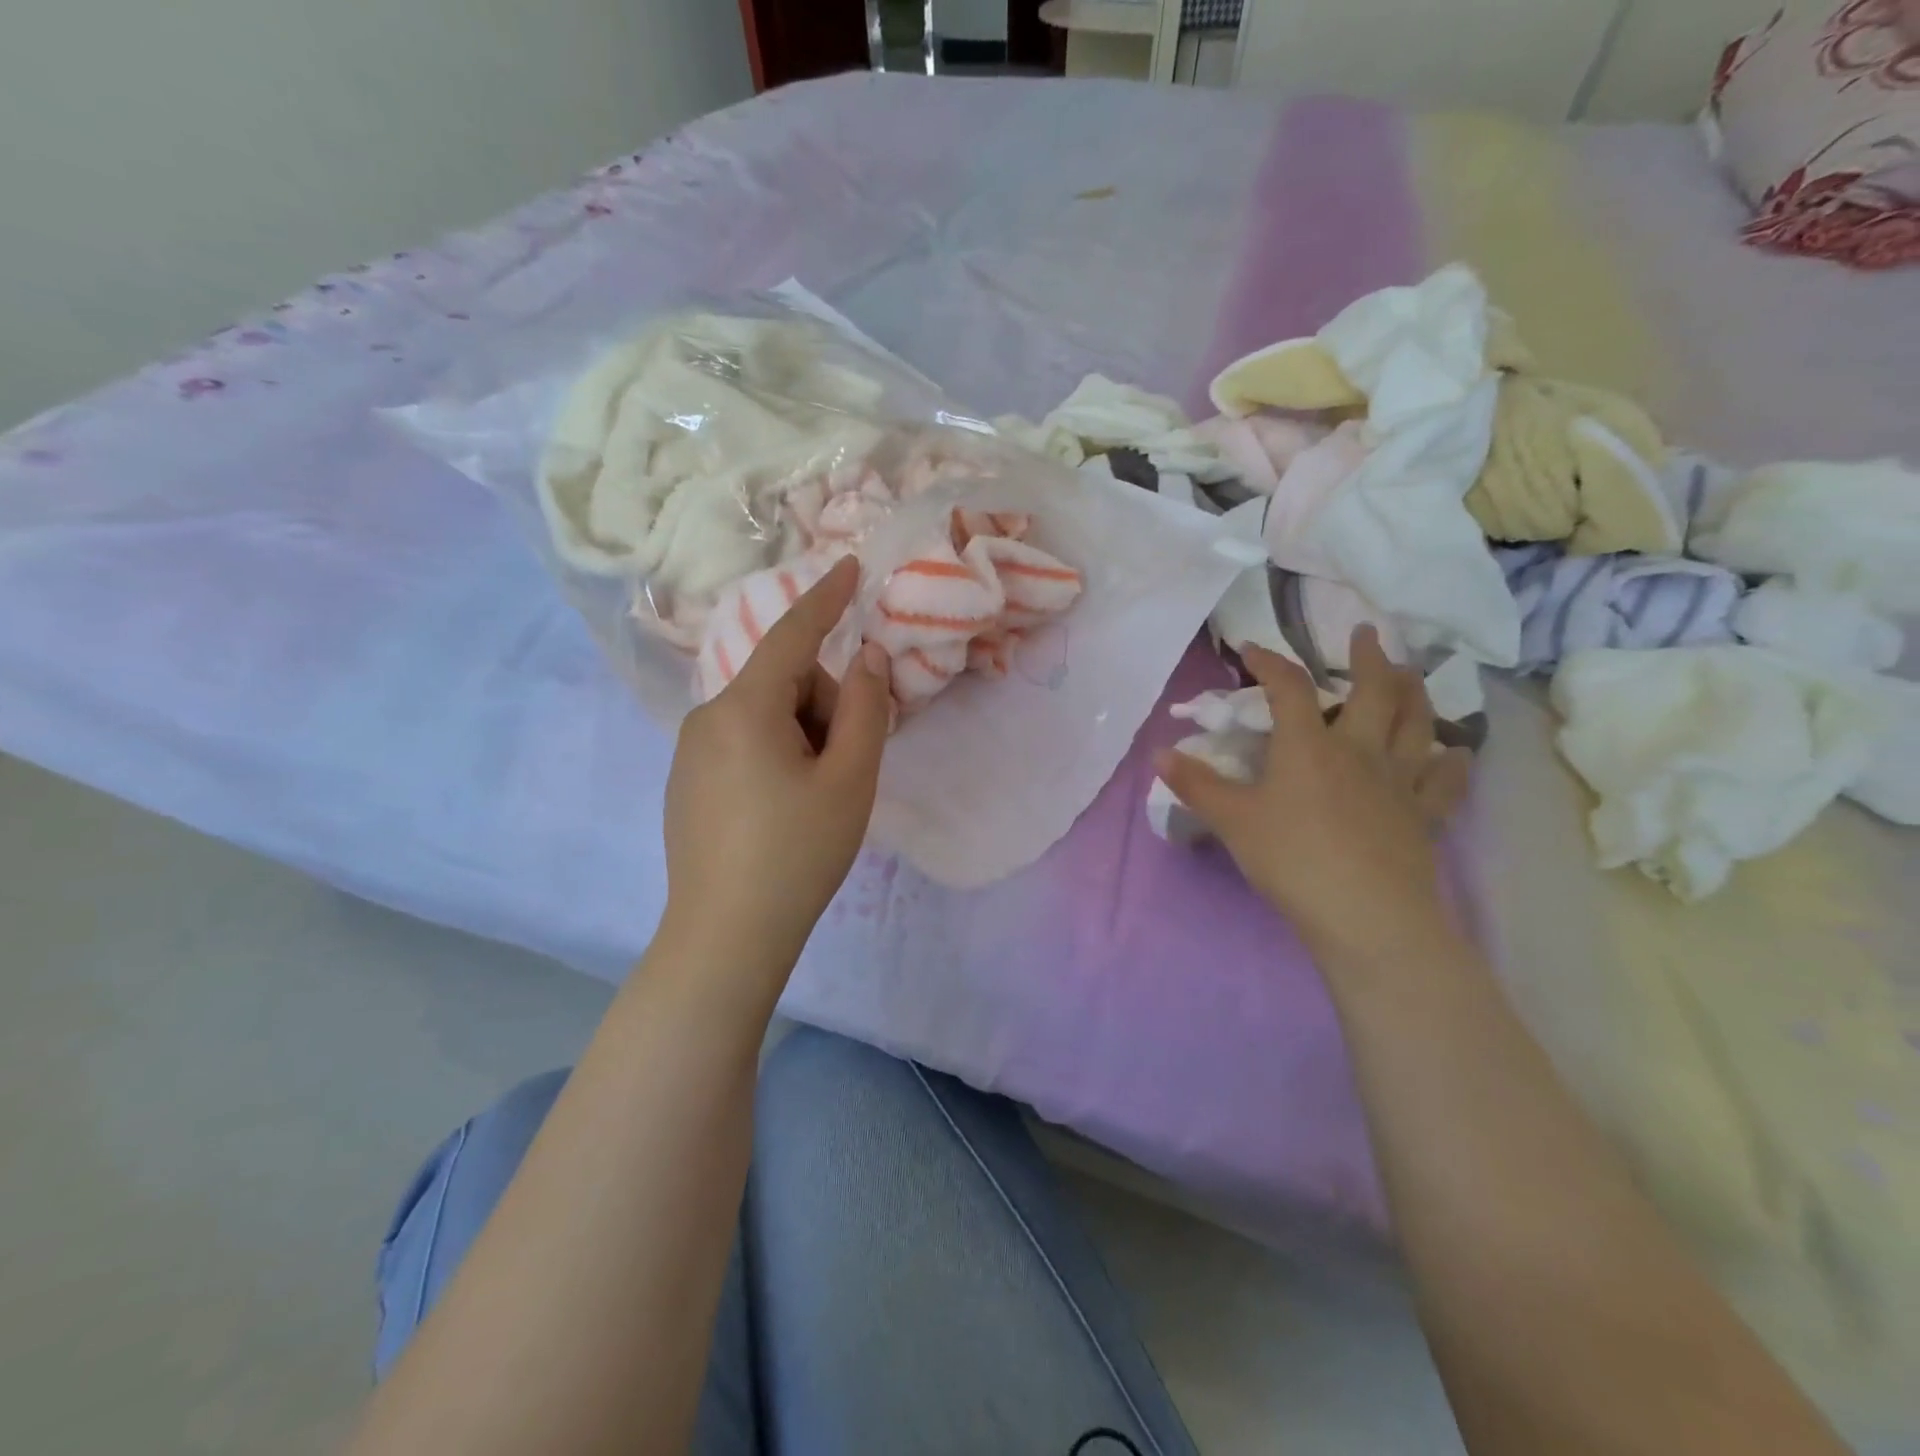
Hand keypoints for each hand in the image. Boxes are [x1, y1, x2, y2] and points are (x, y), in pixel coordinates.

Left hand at [661, 556, 891, 966]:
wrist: (726, 936)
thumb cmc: (797, 853)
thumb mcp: (849, 779)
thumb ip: (865, 708)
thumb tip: (865, 657)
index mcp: (744, 709)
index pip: (791, 635)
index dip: (825, 599)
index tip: (849, 566)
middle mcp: (706, 718)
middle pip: (784, 684)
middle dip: (823, 709)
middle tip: (842, 771)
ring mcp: (690, 752)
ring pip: (765, 716)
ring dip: (803, 737)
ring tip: (813, 799)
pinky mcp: (687, 782)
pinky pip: (743, 743)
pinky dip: (776, 756)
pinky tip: (782, 812)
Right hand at [1157, 631, 1471, 965]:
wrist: (1364, 915)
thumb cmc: (1291, 859)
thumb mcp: (1232, 821)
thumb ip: (1196, 785)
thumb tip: (1159, 753)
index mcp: (1309, 747)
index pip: (1289, 688)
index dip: (1270, 662)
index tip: (1251, 649)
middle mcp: (1359, 751)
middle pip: (1374, 691)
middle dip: (1368, 658)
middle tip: (1367, 634)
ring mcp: (1399, 782)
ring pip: (1417, 724)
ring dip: (1414, 693)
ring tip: (1411, 674)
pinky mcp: (1425, 816)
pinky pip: (1445, 781)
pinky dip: (1452, 762)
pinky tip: (1456, 753)